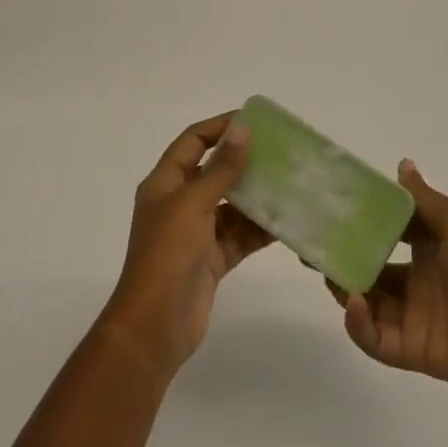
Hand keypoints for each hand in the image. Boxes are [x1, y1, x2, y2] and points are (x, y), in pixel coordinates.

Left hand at [99, 113, 273, 380]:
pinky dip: (260, 229)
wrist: (155, 326)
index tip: (253, 120)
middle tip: (282, 152)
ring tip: (292, 183)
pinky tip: (288, 221)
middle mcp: (179, 203)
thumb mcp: (193, 204)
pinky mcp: (212, 259)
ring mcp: (196, 232)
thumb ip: (221, 168)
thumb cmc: (167, 254)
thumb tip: (243, 129)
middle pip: (214, 171)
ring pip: (232, 205)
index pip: (193, 142)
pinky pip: (240, 235)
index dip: (219, 127)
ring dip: (257, 196)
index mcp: (164, 183)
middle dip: (245, 161)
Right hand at [332, 159, 447, 412]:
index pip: (384, 230)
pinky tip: (354, 302)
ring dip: (342, 286)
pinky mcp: (410, 350)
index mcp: (429, 246)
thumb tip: (402, 163)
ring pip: (364, 300)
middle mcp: (415, 279)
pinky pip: (374, 338)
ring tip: (326, 271)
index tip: (328, 208)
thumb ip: (424, 200)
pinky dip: (358, 323)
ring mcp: (411, 316)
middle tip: (309, 245)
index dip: (358, 221)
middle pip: (367, 266)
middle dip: (339, 256)